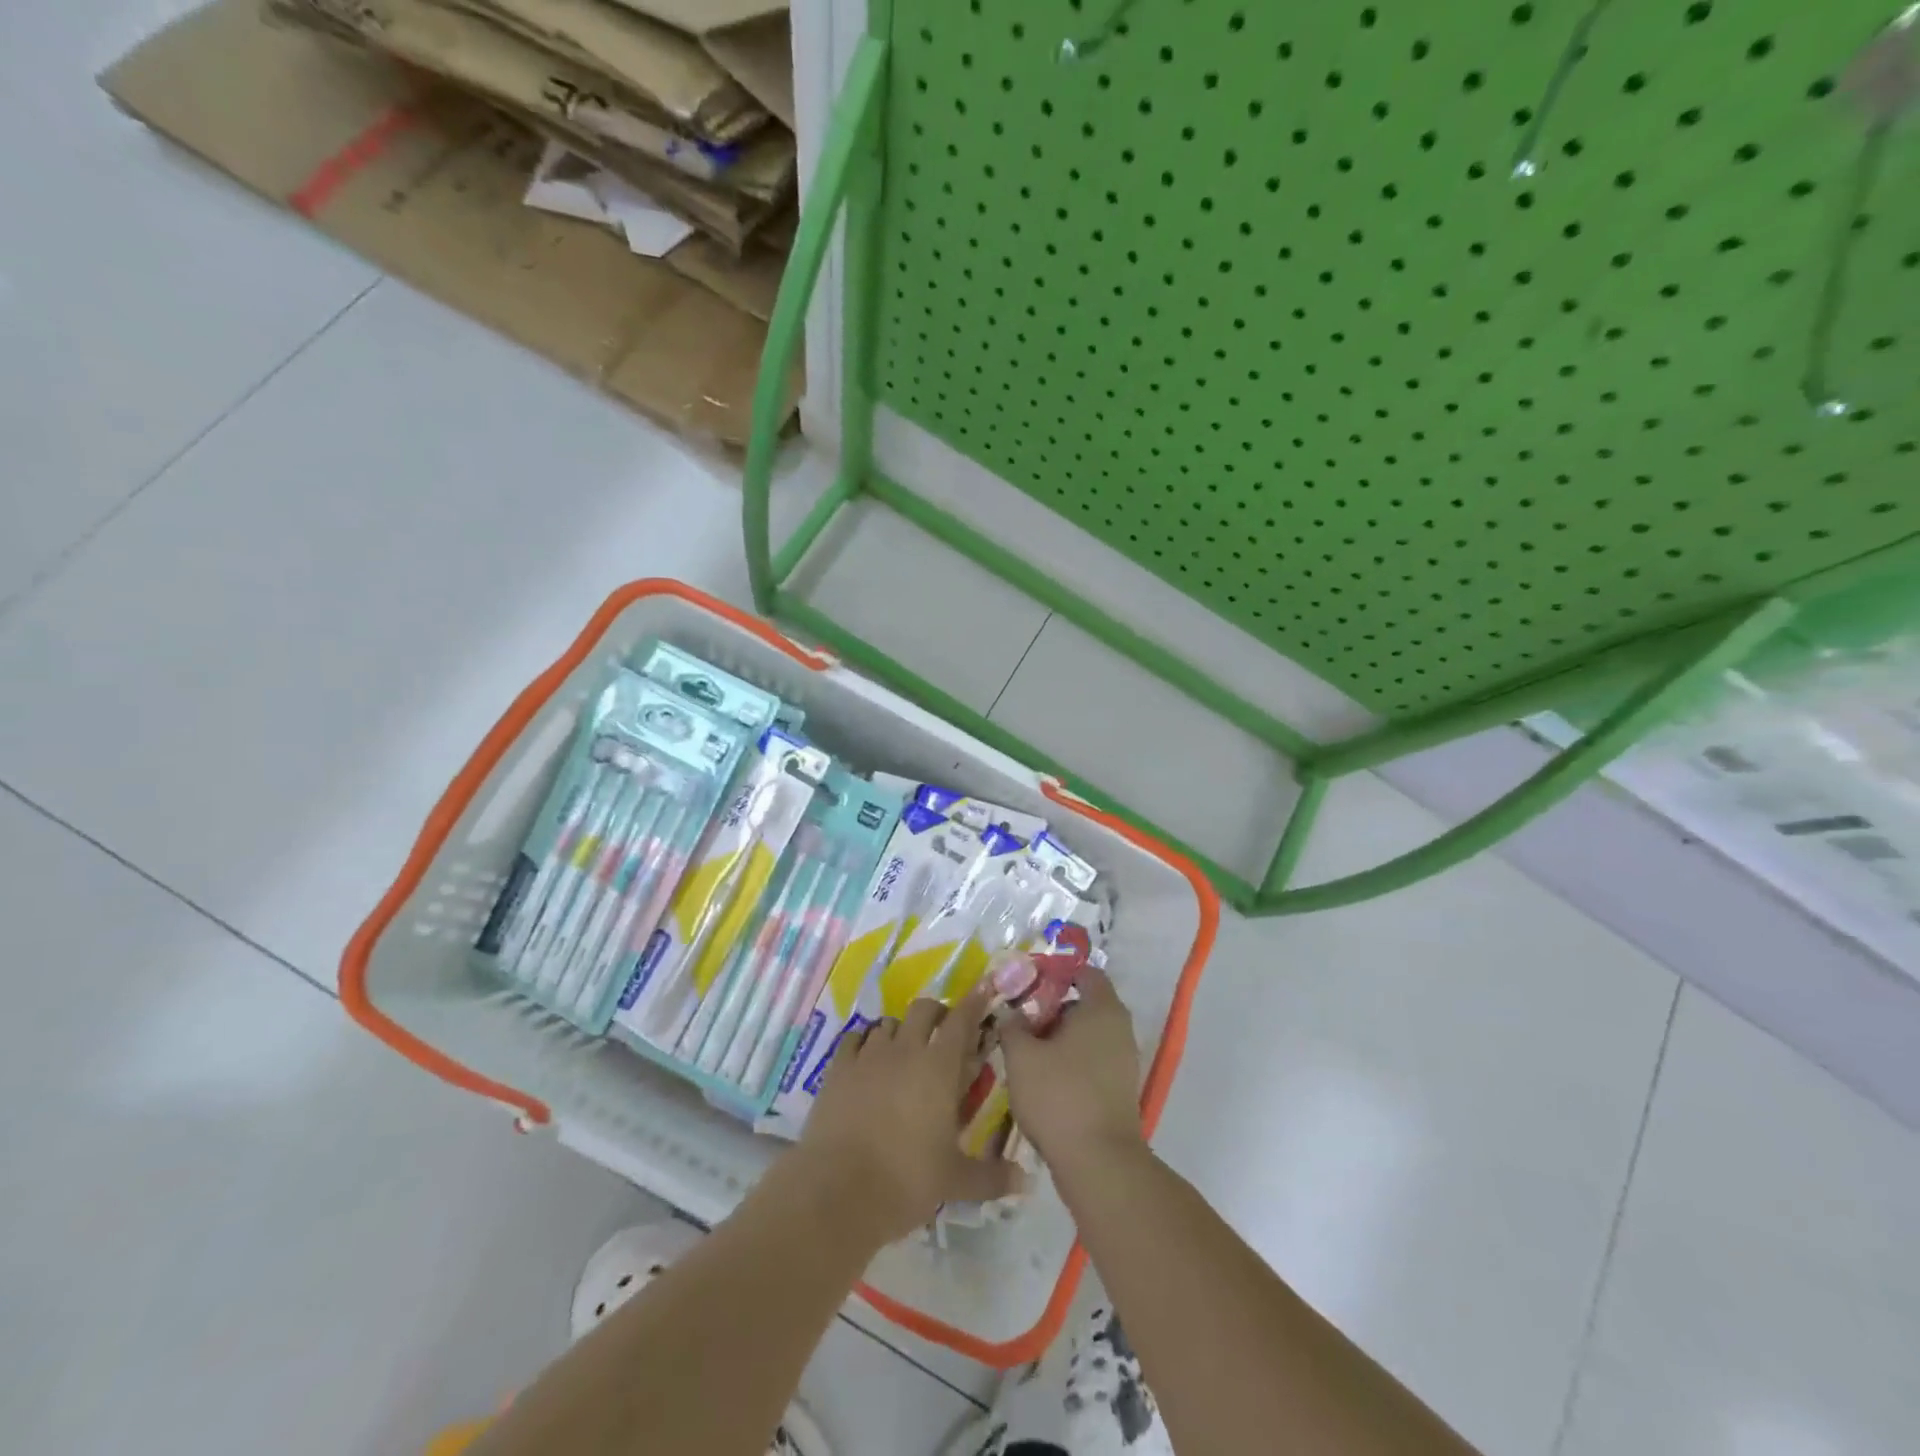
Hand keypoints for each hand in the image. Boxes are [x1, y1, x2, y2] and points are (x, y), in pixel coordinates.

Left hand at [794, 986, 1021, 1246]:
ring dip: (901, 1030)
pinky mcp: (837, 1069)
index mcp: (939, 1068)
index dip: (974, 1003)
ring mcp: (868, 1056)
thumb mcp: (955, 1181)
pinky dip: (865, 1042)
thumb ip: (992, 1176)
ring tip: (904, 1051)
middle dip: (936, 1014)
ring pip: (888, 1023)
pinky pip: (854, 1039)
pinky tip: (867, 1059)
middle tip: (943, 1034)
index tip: (983, 990)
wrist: (839, 1190)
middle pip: (923, 1010)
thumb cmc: (907, 1180)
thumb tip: (1026, 1181)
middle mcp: (905, 1051)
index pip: (961, 1021)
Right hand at [999, 966, 1144, 1173]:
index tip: (1027, 984)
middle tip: (1019, 1019)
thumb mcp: (1021, 1056)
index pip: (1085, 972)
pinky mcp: (1120, 1089)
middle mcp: (1120, 1028)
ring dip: (1058, 1038)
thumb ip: (1012, 1026)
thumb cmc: (1059, 1095)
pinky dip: (1070, 1061)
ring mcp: (1124, 1061)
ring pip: (1087, 1035)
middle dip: (1051, 1008)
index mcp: (1102, 1008)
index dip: (1056, 973)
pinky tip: (1043, 1079)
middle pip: (1084, 1004)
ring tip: (1025, 1051)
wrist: (1099, 1163)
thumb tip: (1012, 1014)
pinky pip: (1092, 1060)